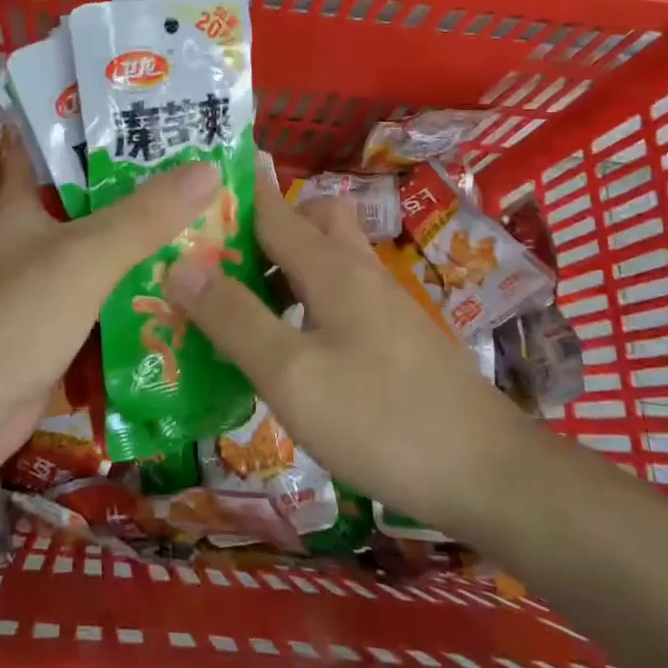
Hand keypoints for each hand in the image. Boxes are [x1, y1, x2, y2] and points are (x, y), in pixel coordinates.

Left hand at [0, 138, 221, 491]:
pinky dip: (131, 297)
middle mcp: (28, 242)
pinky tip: (176, 293)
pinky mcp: (51, 333)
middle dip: (132, 191)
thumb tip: (209, 169)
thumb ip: (145, 216)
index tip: (129, 111)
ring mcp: (39, 290)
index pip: (44, 150)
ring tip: (200, 227)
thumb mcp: (86, 255)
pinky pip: (100, 304)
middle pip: (85, 205)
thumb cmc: (17, 315)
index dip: (80, 127)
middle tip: (193, 173)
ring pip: (97, 256)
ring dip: (138, 247)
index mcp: (21, 207)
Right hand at [167, 158, 529, 537]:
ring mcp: (381, 305)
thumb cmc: (381, 419)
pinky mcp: (393, 339)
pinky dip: (302, 305)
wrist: (488, 475)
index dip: (230, 193)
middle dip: (259, 230)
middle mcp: (357, 272)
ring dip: (279, 270)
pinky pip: (335, 299)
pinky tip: (285, 349)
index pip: (271, 206)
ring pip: (322, 261)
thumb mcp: (291, 374)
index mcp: (331, 266)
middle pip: (307, 221)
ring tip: (233, 307)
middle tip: (214, 262)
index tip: (183, 192)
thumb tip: (179, 263)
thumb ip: (234, 318)